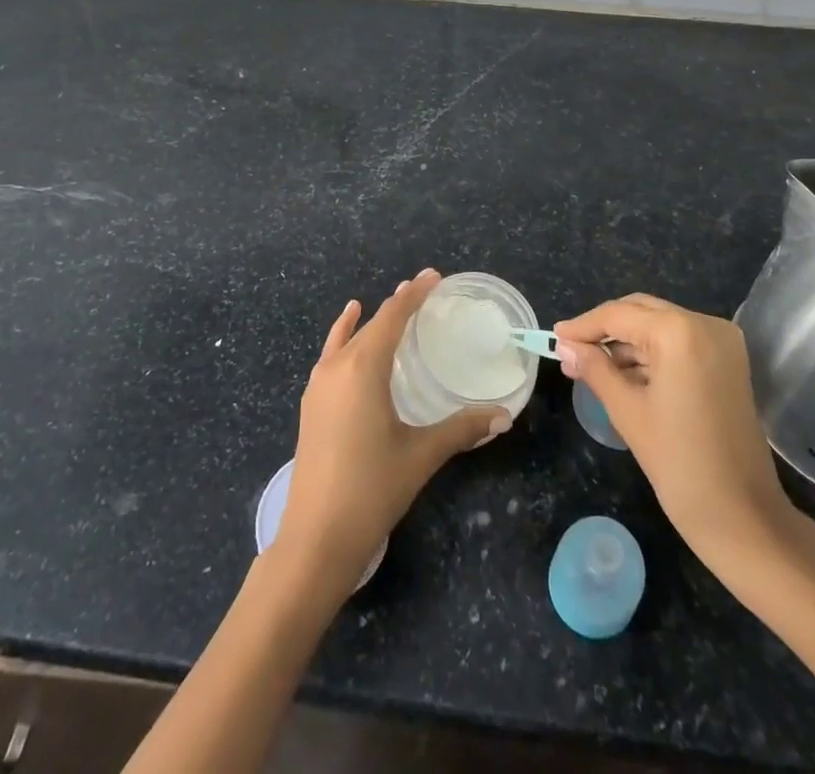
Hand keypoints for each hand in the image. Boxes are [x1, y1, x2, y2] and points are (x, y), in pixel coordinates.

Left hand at [276, 269, 511, 590]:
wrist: (314, 538)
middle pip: (371, 324)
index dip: (413, 295)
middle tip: (423, 291)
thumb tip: (503, 415)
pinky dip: (343, 336)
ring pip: (348, 338)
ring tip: (391, 304)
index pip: (392, 317)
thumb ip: (461, 430)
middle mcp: (337, 366)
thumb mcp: (421, 455)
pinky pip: (331, 355)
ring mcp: (318, 385)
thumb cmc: (371, 489)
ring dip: (371, 320)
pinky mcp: (311, 404)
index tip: (433, 276)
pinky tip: (347, 333)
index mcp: (363, 368)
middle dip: (397, 305)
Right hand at [554, 294, 797, 561]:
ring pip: (659, 326)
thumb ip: (594, 368)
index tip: (554, 337)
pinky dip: (651, 353)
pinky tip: (623, 374)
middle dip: (605, 330)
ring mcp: (722, 342)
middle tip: (570, 350)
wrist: (743, 518)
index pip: (619, 315)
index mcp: (679, 331)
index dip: (583, 326)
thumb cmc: (679, 463)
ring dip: (626, 342)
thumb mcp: (627, 411)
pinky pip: (679, 343)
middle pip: (641, 311)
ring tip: (591, 367)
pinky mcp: (728, 362)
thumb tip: (565, 345)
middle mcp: (705, 324)